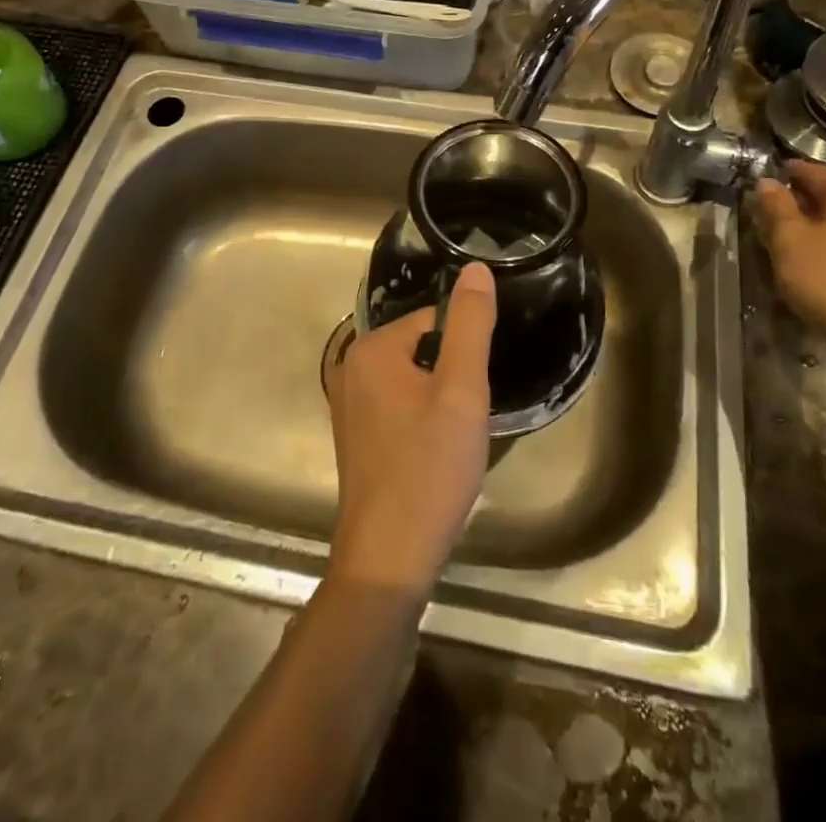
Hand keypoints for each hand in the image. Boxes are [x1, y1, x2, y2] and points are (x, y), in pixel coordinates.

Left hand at [325, 263, 496, 596]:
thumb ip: (470, 325)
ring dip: (438, 400)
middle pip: (421, 349)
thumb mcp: (461, 391)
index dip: (463, 352)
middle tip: (469, 416)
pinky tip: (435, 453)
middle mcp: (350, 368)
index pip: (433, 321)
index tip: (477, 389)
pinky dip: (420, 420)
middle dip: (450, 375)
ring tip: (456, 436)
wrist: (387, 559)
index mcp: (371, 349)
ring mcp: (348, 406)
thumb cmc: (429, 468)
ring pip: (411, 380)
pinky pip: (397, 407)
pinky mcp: (355, 437)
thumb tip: (476, 267)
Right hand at [755, 160, 825, 368]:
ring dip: (818, 228)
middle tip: (772, 213)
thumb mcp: (789, 240)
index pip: (814, 172)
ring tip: (791, 242)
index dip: (787, 173)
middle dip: (802, 203)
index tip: (766, 177)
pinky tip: (818, 266)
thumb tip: (768, 182)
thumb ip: (776, 206)